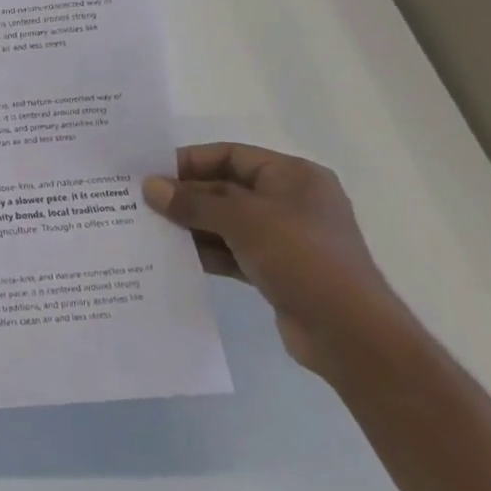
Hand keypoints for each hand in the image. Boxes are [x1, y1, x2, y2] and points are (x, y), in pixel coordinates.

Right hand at [145, 143, 408, 376]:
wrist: (351, 335)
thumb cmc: (302, 259)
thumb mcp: (244, 221)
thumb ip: (194, 202)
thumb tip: (149, 186)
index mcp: (293, 176)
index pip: (231, 155)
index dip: (189, 161)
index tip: (150, 173)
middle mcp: (290, 201)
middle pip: (224, 188)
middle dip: (185, 196)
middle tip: (140, 202)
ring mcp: (284, 238)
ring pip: (225, 222)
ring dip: (190, 225)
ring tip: (147, 229)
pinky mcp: (276, 270)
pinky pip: (231, 251)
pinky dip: (204, 252)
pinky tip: (172, 257)